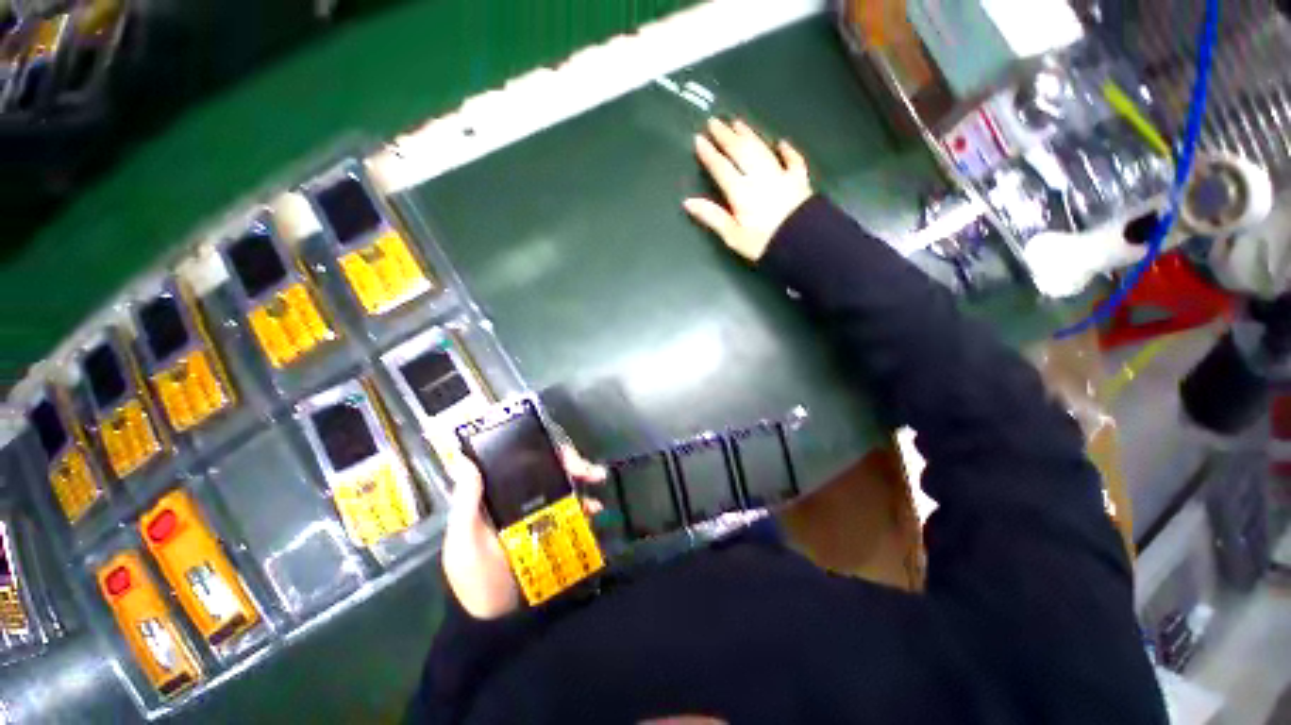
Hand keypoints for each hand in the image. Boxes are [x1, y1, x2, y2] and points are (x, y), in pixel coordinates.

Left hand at [441, 446, 605, 619]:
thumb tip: (465, 460)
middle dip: (573, 464)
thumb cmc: (476, 578)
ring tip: (597, 483)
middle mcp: (522, 499)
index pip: (522, 461)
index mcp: (498, 495)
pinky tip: (594, 510)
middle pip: (551, 470)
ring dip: (585, 480)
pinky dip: (587, 506)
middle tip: (590, 470)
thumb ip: (466, 504)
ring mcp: (542, 516)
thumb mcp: (464, 541)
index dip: (543, 451)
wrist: (497, 622)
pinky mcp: (556, 533)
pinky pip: (574, 512)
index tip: (560, 452)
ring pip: (566, 487)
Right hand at [684, 117, 813, 262]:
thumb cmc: (764, 243)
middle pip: (740, 152)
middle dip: (726, 136)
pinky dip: (787, 150)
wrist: (803, 243)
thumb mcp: (733, 236)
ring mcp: (780, 175)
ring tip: (738, 123)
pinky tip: (781, 143)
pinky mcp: (799, 180)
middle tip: (714, 121)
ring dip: (749, 135)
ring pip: (762, 150)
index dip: (709, 154)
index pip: (722, 168)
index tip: (699, 139)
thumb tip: (688, 202)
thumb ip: (712, 217)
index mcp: (741, 192)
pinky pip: (793, 160)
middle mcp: (759, 177)